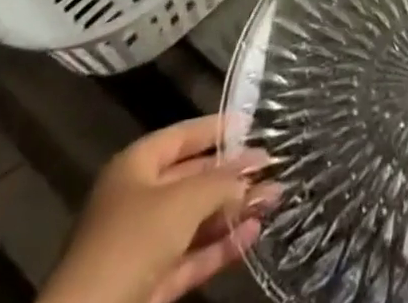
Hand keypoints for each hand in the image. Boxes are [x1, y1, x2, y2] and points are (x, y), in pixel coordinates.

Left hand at [38, 117, 280, 302]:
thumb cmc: (133, 240)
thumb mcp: (184, 200)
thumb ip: (221, 182)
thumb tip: (251, 172)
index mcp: (134, 167)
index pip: (180, 136)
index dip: (214, 129)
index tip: (250, 123)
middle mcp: (137, 201)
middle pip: (192, 179)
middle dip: (232, 174)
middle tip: (271, 166)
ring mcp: (142, 246)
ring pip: (196, 220)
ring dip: (233, 211)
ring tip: (273, 198)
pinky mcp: (150, 284)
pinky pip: (191, 255)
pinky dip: (221, 245)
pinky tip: (253, 233)